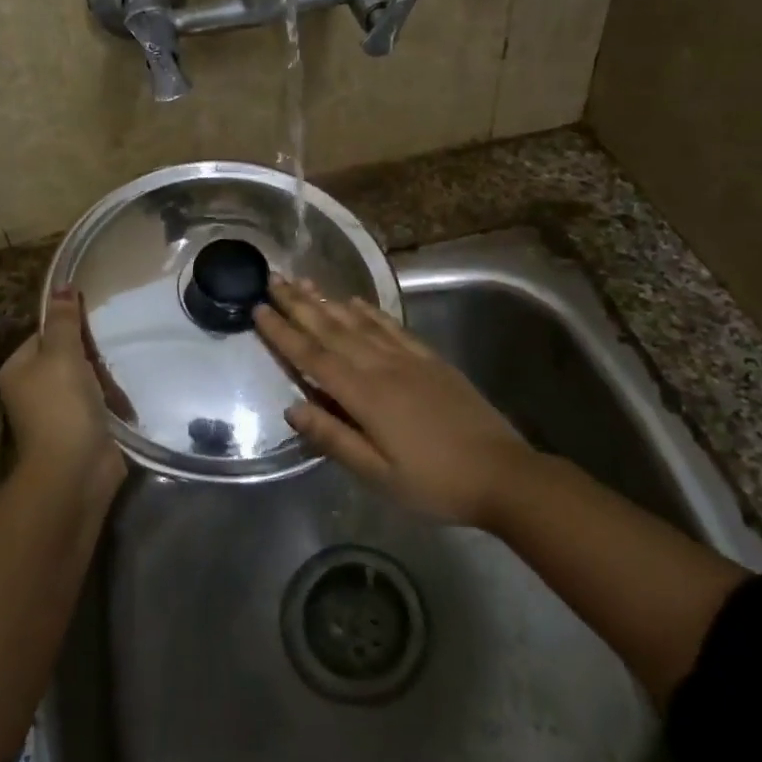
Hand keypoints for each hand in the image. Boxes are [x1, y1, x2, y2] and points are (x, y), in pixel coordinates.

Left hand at [0, 289, 125, 492]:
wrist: (75, 471)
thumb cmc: (62, 406)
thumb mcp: (62, 355)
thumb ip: (64, 321)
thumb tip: (61, 285)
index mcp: (18, 369)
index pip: (44, 333)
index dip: (69, 326)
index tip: (95, 323)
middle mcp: (32, 389)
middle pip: (66, 355)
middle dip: (91, 353)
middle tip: (111, 348)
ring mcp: (57, 412)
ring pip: (86, 379)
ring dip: (105, 377)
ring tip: (121, 372)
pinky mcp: (82, 429)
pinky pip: (99, 402)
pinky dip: (113, 399)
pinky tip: (126, 395)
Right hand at [254, 277, 531, 525]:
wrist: (503, 473)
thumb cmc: (435, 483)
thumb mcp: (379, 475)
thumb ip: (334, 438)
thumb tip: (292, 407)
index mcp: (365, 395)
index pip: (313, 357)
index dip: (284, 333)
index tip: (258, 309)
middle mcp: (382, 366)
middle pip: (332, 330)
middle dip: (299, 304)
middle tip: (272, 279)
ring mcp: (408, 359)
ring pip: (358, 322)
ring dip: (327, 301)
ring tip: (303, 282)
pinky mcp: (430, 359)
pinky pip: (391, 327)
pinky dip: (370, 311)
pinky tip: (356, 301)